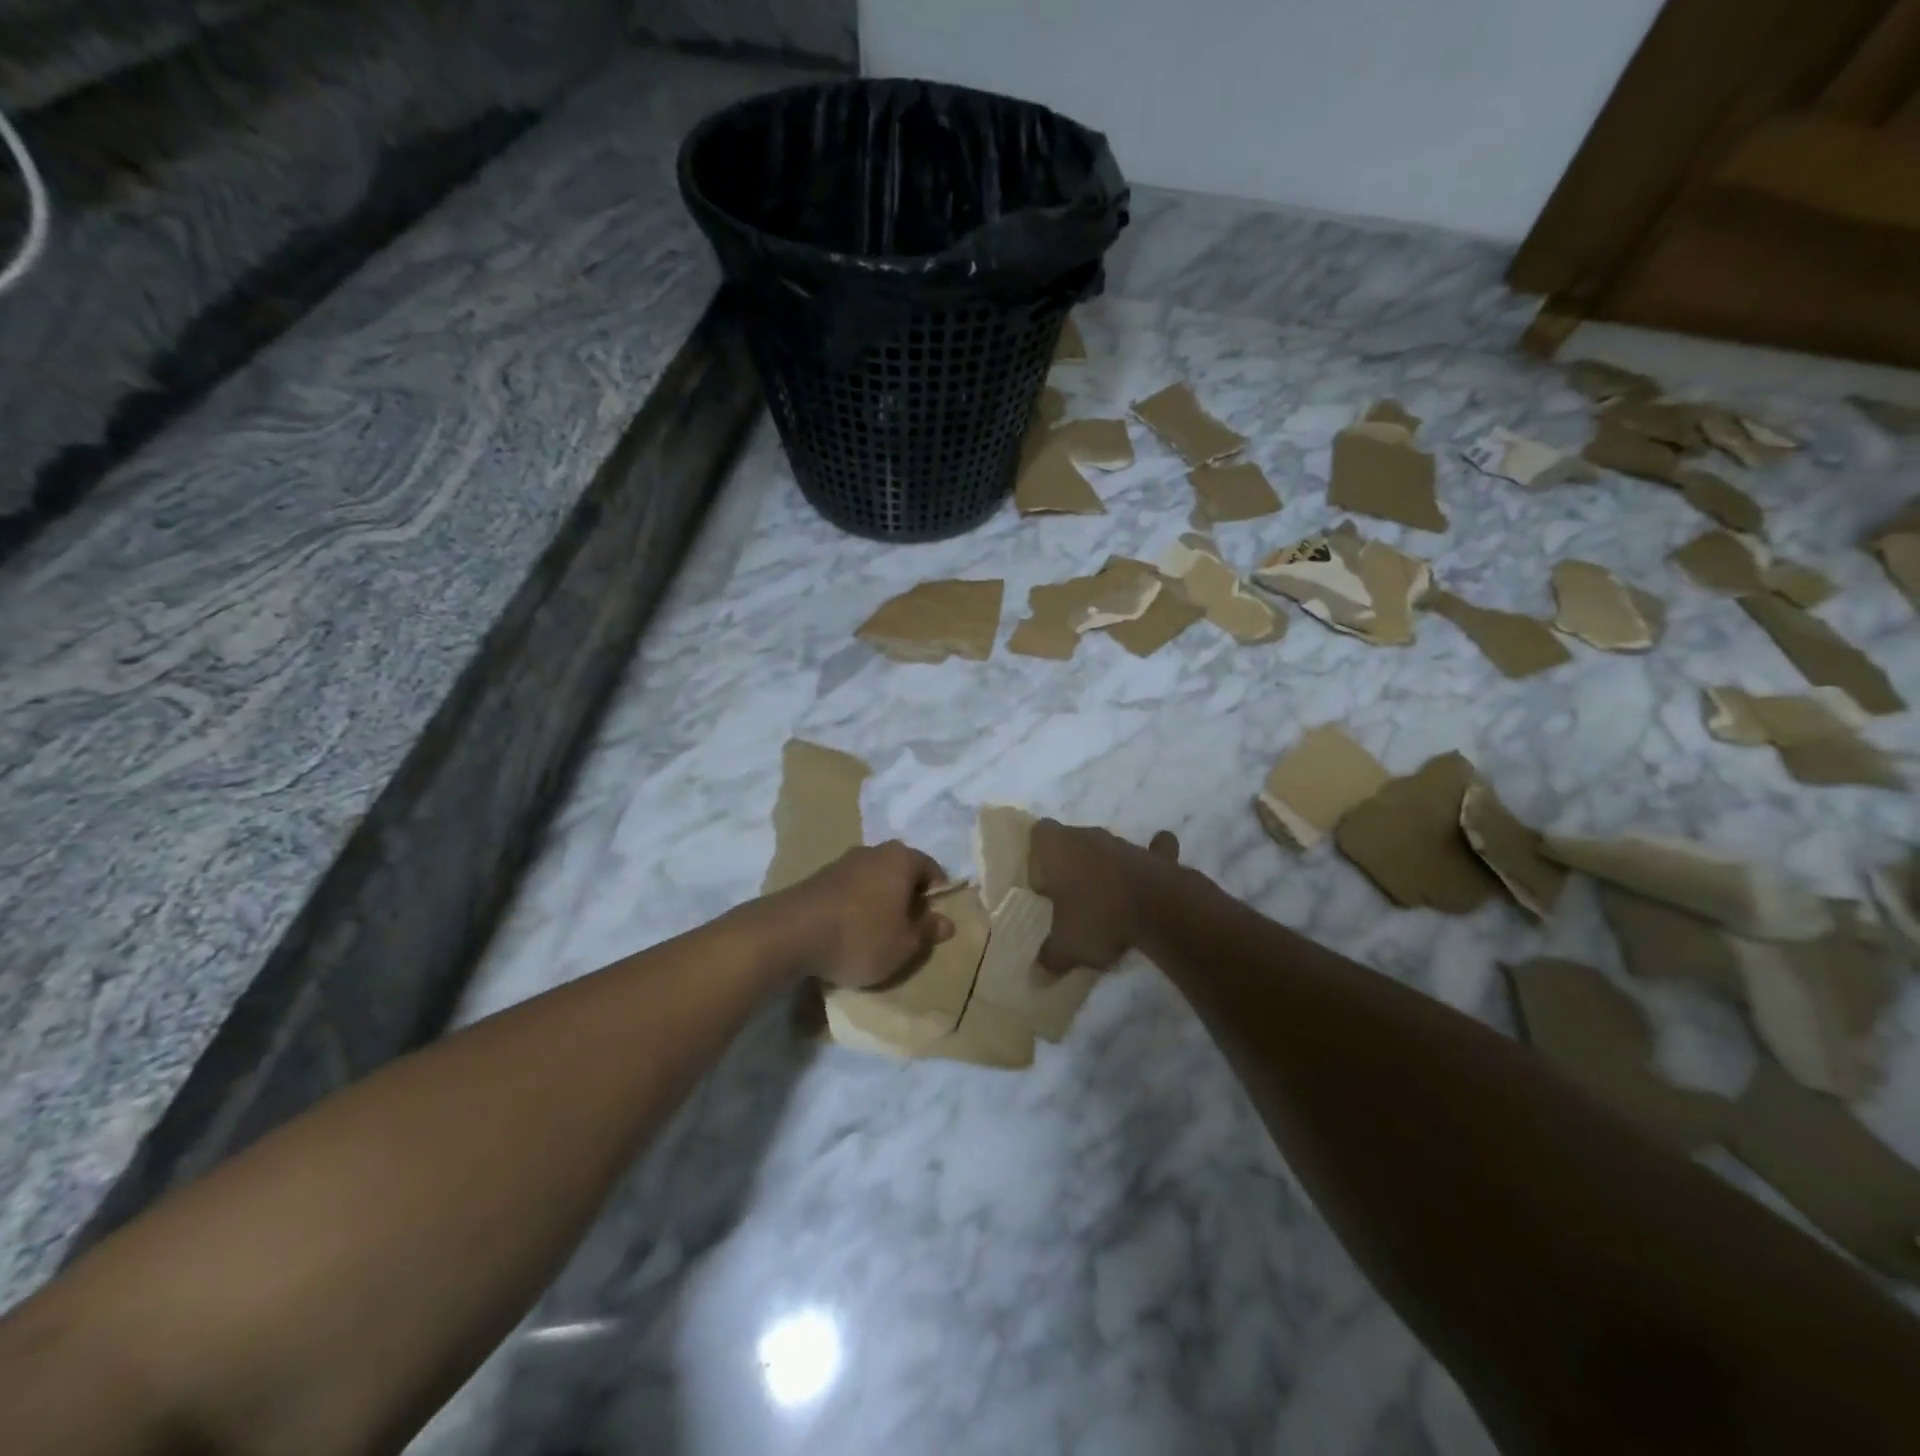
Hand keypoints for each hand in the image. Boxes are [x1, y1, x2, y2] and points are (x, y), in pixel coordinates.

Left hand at [769, 841, 954, 989]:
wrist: (791, 933)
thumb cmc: (861, 937)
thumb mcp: (904, 945)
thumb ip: (928, 931)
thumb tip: (946, 921)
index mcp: (902, 859)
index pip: (931, 869)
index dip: (937, 895)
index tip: (933, 921)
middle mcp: (874, 851)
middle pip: (900, 871)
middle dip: (907, 896)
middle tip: (908, 927)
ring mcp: (843, 861)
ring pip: (874, 879)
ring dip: (879, 900)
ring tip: (877, 932)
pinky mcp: (819, 877)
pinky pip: (850, 889)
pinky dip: (856, 905)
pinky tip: (849, 929)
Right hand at [1029, 820, 1180, 973]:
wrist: (1161, 911)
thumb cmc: (1099, 918)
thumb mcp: (1066, 946)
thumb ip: (1050, 957)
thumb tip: (1036, 975)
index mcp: (1058, 847)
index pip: (1039, 834)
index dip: (1038, 857)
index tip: (1042, 885)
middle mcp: (1089, 836)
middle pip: (1073, 841)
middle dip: (1071, 865)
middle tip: (1070, 899)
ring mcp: (1125, 844)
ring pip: (1108, 849)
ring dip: (1106, 868)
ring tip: (1106, 902)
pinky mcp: (1157, 857)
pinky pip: (1153, 852)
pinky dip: (1151, 861)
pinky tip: (1149, 879)